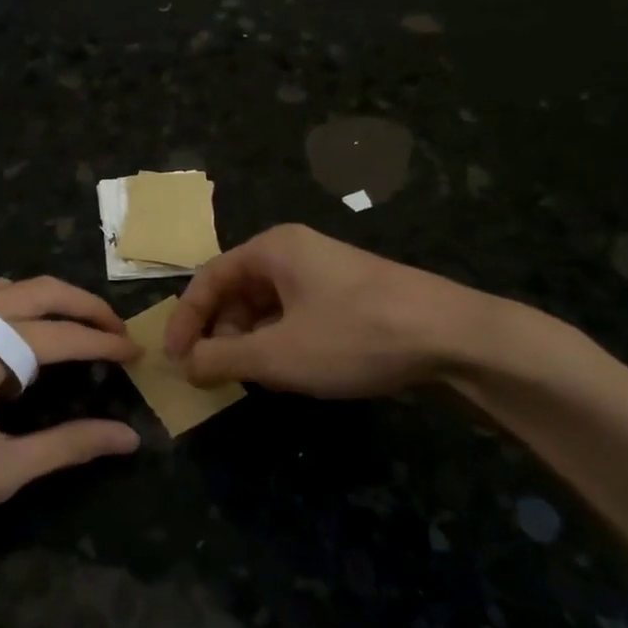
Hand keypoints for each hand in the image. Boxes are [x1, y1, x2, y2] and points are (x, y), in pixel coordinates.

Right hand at [163, 224, 503, 396]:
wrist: (453, 335)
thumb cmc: (354, 335)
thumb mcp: (278, 354)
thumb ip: (222, 358)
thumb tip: (186, 364)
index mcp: (273, 249)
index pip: (209, 278)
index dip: (186, 320)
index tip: (175, 360)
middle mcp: (295, 251)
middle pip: (238, 290)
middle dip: (221, 333)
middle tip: (217, 373)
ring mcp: (327, 272)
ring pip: (269, 305)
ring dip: (252, 340)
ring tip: (256, 377)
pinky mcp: (350, 294)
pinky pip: (298, 313)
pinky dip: (283, 341)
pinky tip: (294, 371)